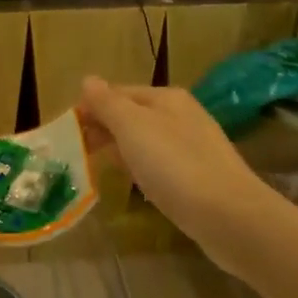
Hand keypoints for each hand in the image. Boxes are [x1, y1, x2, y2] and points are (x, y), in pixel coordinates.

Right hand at [76, 77, 272, 271]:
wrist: (230, 217)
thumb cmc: (175, 166)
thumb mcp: (133, 127)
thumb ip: (108, 103)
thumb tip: (88, 80)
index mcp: (166, 98)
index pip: (118, 93)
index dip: (91, 108)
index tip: (66, 132)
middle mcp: (182, 116)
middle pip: (133, 115)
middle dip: (104, 129)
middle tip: (75, 152)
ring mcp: (194, 147)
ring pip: (146, 141)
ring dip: (121, 149)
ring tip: (96, 167)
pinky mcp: (200, 178)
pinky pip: (161, 165)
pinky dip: (141, 169)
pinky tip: (134, 184)